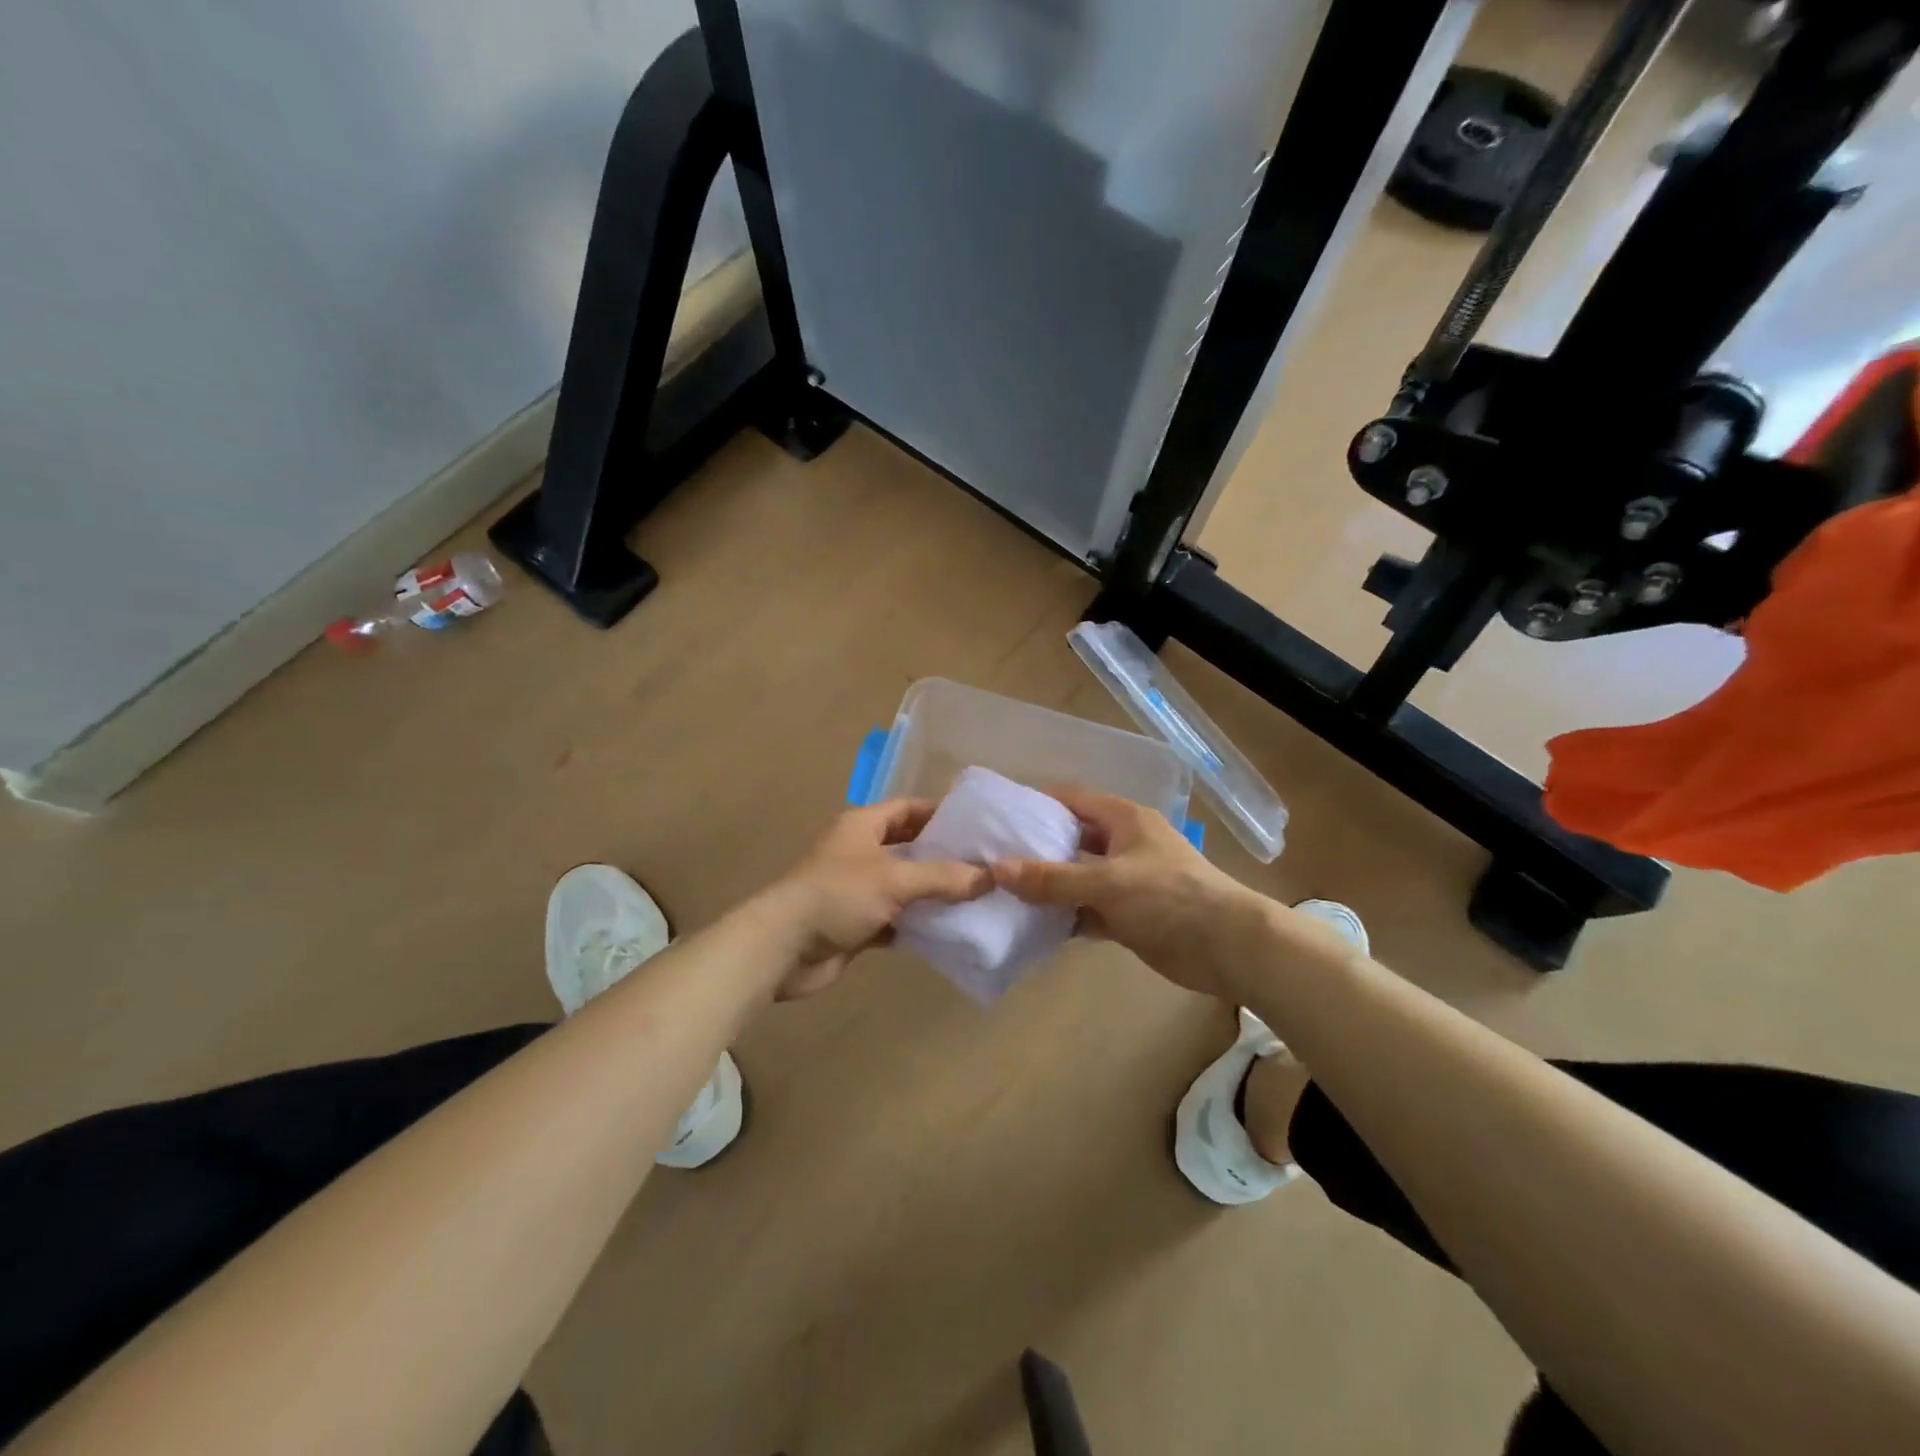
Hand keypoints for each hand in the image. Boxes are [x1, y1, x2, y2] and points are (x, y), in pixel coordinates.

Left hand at [761, 800, 990, 998]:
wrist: (784, 948)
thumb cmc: (838, 895)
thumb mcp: (894, 879)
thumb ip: (942, 876)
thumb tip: (990, 876)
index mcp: (862, 825)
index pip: (907, 808)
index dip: (940, 813)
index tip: (977, 825)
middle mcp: (859, 851)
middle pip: (908, 847)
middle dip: (942, 856)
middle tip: (984, 864)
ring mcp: (856, 889)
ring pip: (903, 885)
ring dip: (932, 893)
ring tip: (977, 897)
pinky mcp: (856, 923)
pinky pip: (895, 918)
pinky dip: (917, 923)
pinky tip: (949, 930)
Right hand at [990, 787, 1266, 997]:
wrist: (1228, 947)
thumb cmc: (1170, 898)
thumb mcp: (1108, 882)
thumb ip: (1053, 878)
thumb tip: (997, 870)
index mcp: (1123, 819)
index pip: (1071, 799)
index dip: (1036, 802)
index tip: (997, 814)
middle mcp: (1122, 844)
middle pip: (1071, 838)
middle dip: (1035, 848)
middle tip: (990, 857)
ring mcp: (1125, 881)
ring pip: (1077, 877)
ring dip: (1047, 886)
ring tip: (1001, 891)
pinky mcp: (1128, 915)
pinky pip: (1086, 909)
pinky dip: (1064, 915)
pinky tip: (1032, 924)